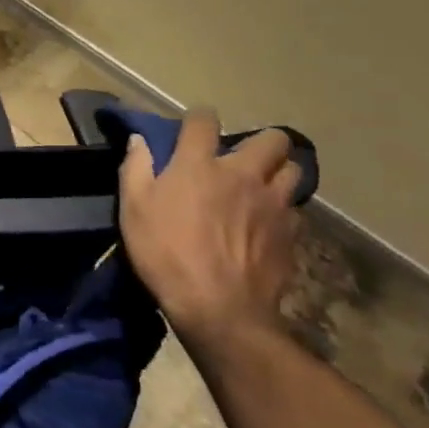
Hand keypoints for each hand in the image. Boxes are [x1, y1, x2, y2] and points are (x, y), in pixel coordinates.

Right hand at [118, 110, 303, 348]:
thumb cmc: (166, 253)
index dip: (198, 119)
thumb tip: (140, 140)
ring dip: (278, 173)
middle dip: (260, 143)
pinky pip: (295, 210)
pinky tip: (266, 225)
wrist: (219, 308)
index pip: (204, 120)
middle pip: (272, 139)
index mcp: (199, 165)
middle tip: (241, 160)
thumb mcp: (133, 209)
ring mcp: (273, 204)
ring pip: (293, 171)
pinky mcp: (291, 234)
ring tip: (261, 188)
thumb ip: (136, 168)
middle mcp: (243, 174)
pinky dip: (282, 210)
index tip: (192, 129)